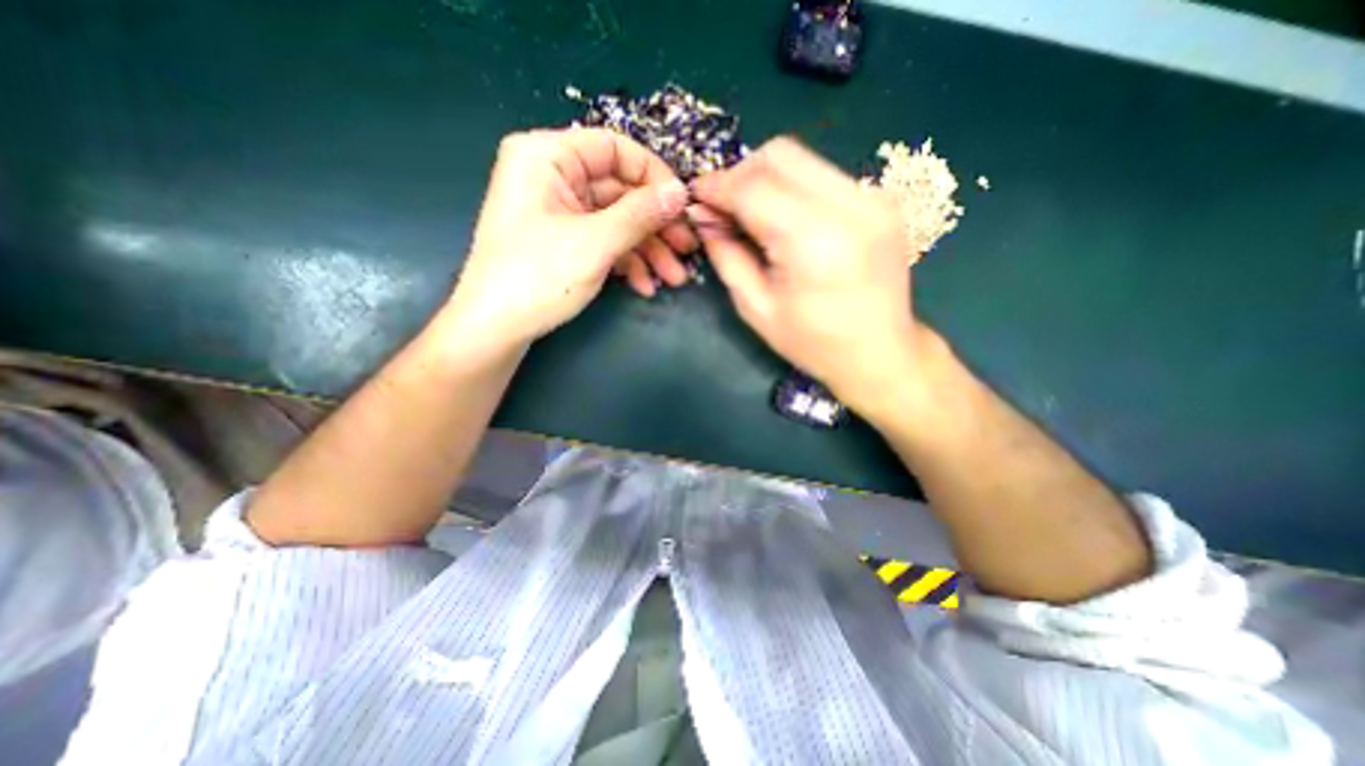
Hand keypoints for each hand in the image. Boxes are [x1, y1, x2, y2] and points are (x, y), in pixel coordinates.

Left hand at [442, 126, 693, 353]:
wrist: (495, 330)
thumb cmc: (536, 278)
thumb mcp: (594, 244)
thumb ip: (640, 215)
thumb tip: (680, 193)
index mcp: (548, 157)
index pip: (614, 149)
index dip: (654, 176)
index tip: (683, 207)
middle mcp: (553, 177)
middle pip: (621, 191)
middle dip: (656, 225)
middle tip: (687, 249)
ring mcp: (560, 212)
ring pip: (617, 221)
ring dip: (648, 250)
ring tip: (674, 277)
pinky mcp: (565, 241)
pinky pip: (605, 242)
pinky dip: (628, 262)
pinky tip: (646, 286)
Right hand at [696, 139, 928, 410]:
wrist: (881, 353)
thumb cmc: (814, 343)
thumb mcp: (756, 308)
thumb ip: (727, 256)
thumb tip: (705, 218)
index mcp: (813, 242)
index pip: (753, 188)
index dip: (717, 187)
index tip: (696, 197)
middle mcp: (849, 206)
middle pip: (780, 155)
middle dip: (740, 173)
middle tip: (724, 207)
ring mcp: (872, 198)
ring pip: (802, 159)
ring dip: (766, 178)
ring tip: (751, 214)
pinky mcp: (881, 200)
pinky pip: (823, 175)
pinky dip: (793, 187)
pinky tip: (784, 219)